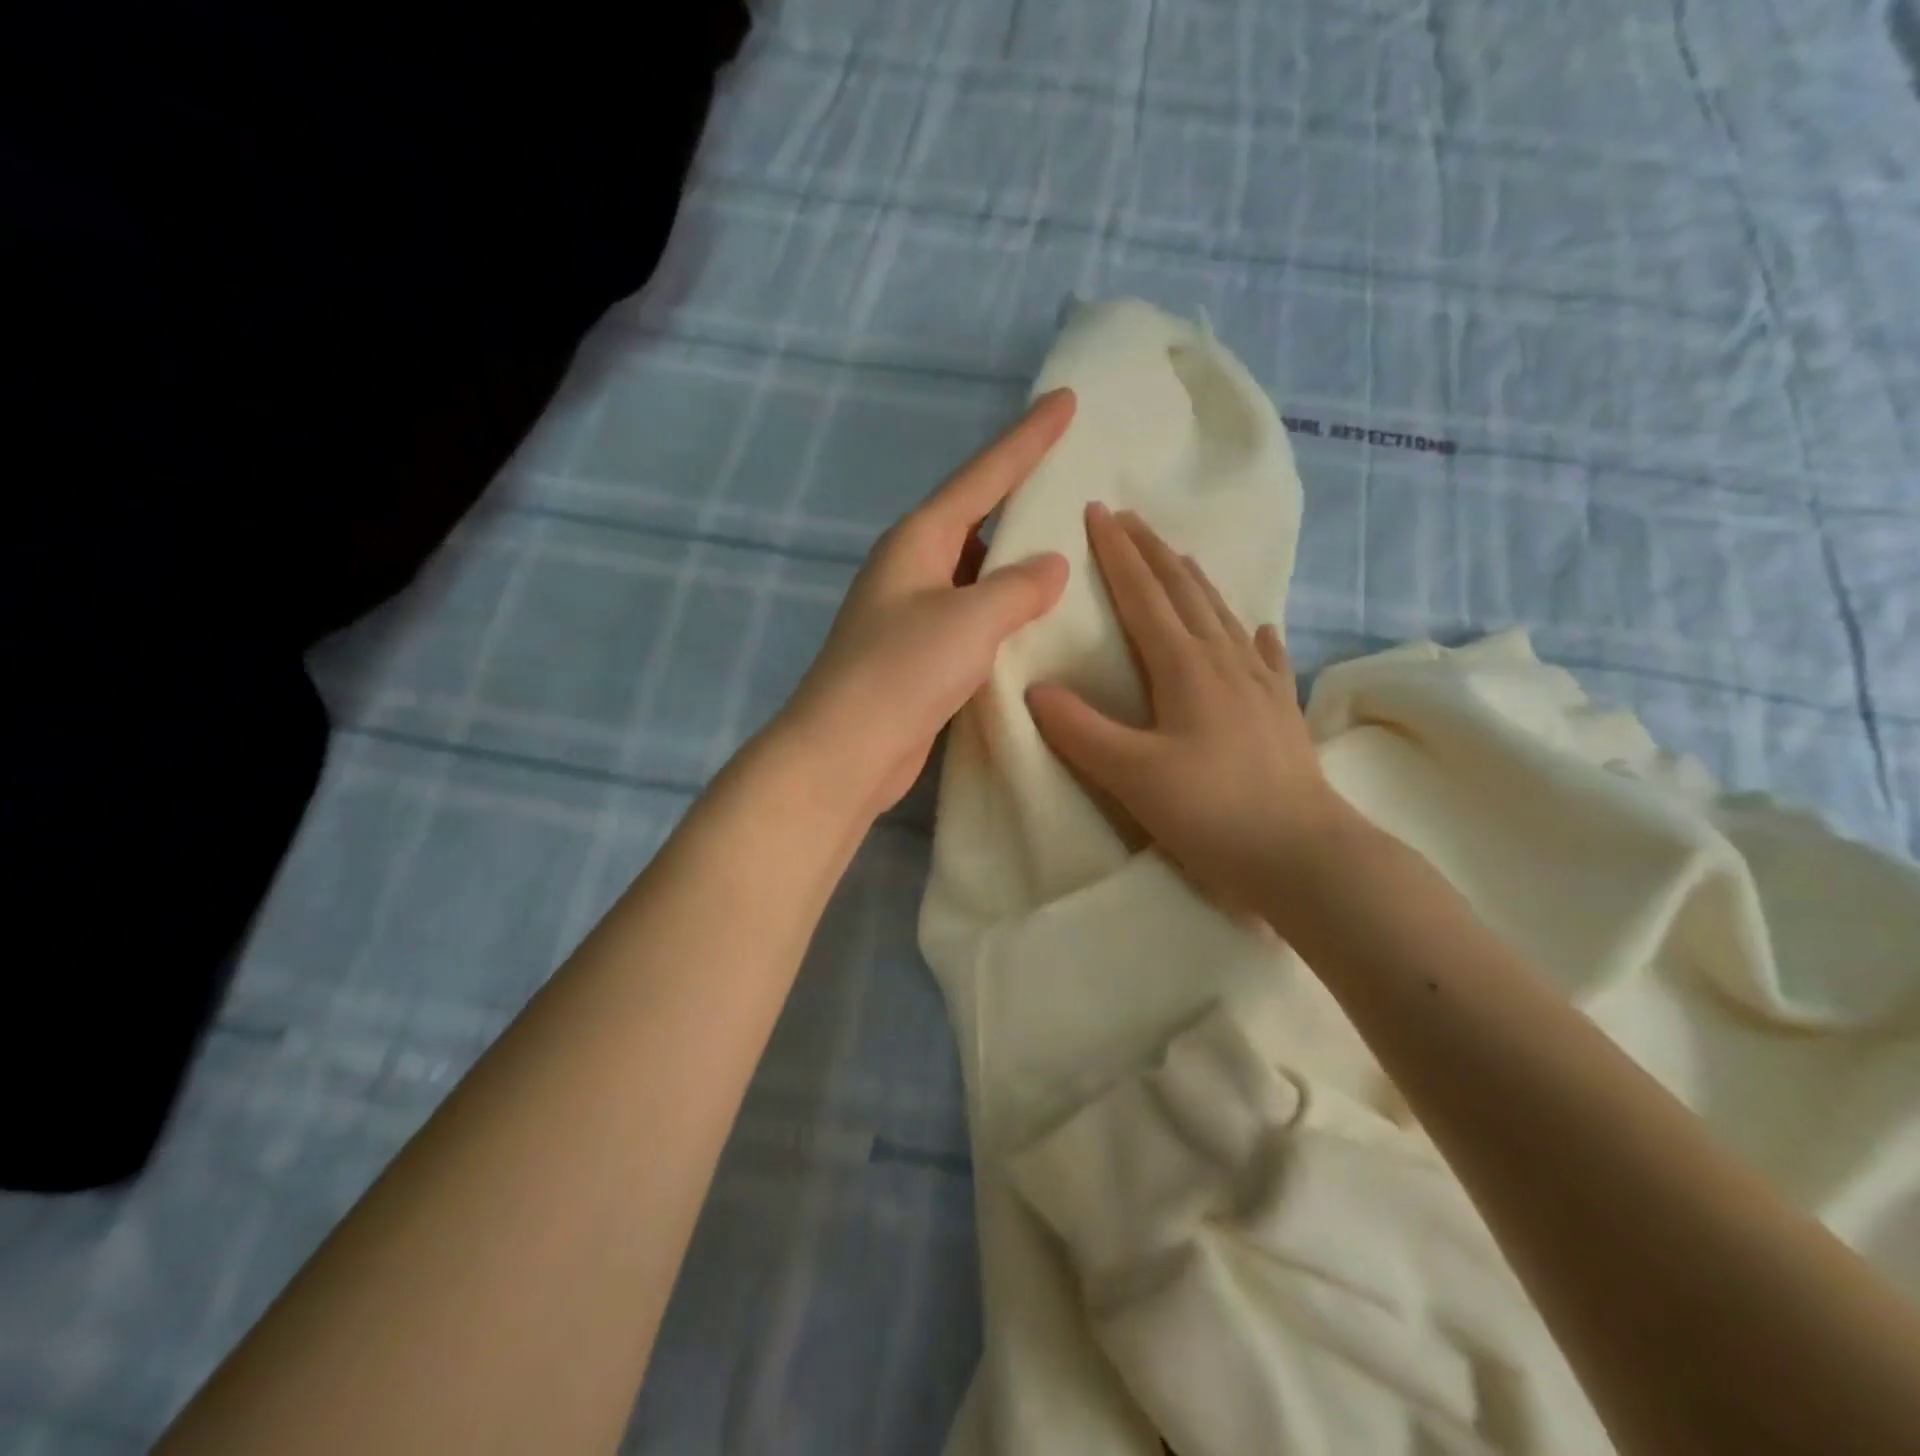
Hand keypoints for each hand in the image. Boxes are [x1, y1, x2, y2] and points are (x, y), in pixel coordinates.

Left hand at [781, 390, 1075, 817]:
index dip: (1026, 439)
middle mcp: (911, 568)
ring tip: (1071, 552)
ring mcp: (912, 614)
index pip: (982, 477)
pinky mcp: (919, 656)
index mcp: (918, 540)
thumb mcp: (969, 620)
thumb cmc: (901, 673)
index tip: (1065, 399)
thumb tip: (1049, 566)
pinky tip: (1038, 621)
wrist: (845, 752)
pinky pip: (973, 617)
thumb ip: (1017, 587)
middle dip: (1021, 499)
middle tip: (1074, 481)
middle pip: (976, 519)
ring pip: (976, 573)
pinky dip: (1005, 613)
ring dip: (1015, 564)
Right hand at [1027, 504, 1353, 916]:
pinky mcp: (1281, 711)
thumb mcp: (1131, 776)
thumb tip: (1036, 689)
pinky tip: (1260, 626)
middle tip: (1130, 517)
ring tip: (1179, 556)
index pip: (1142, 595)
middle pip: (1184, 591)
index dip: (1117, 553)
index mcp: (1184, 667)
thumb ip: (1079, 730)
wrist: (1303, 854)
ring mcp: (1260, 683)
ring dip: (1195, 581)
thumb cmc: (1211, 812)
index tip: (1098, 510)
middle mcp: (1224, 661)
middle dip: (1153, 551)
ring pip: (1222, 615)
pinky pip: (1266, 656)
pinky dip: (1254, 634)